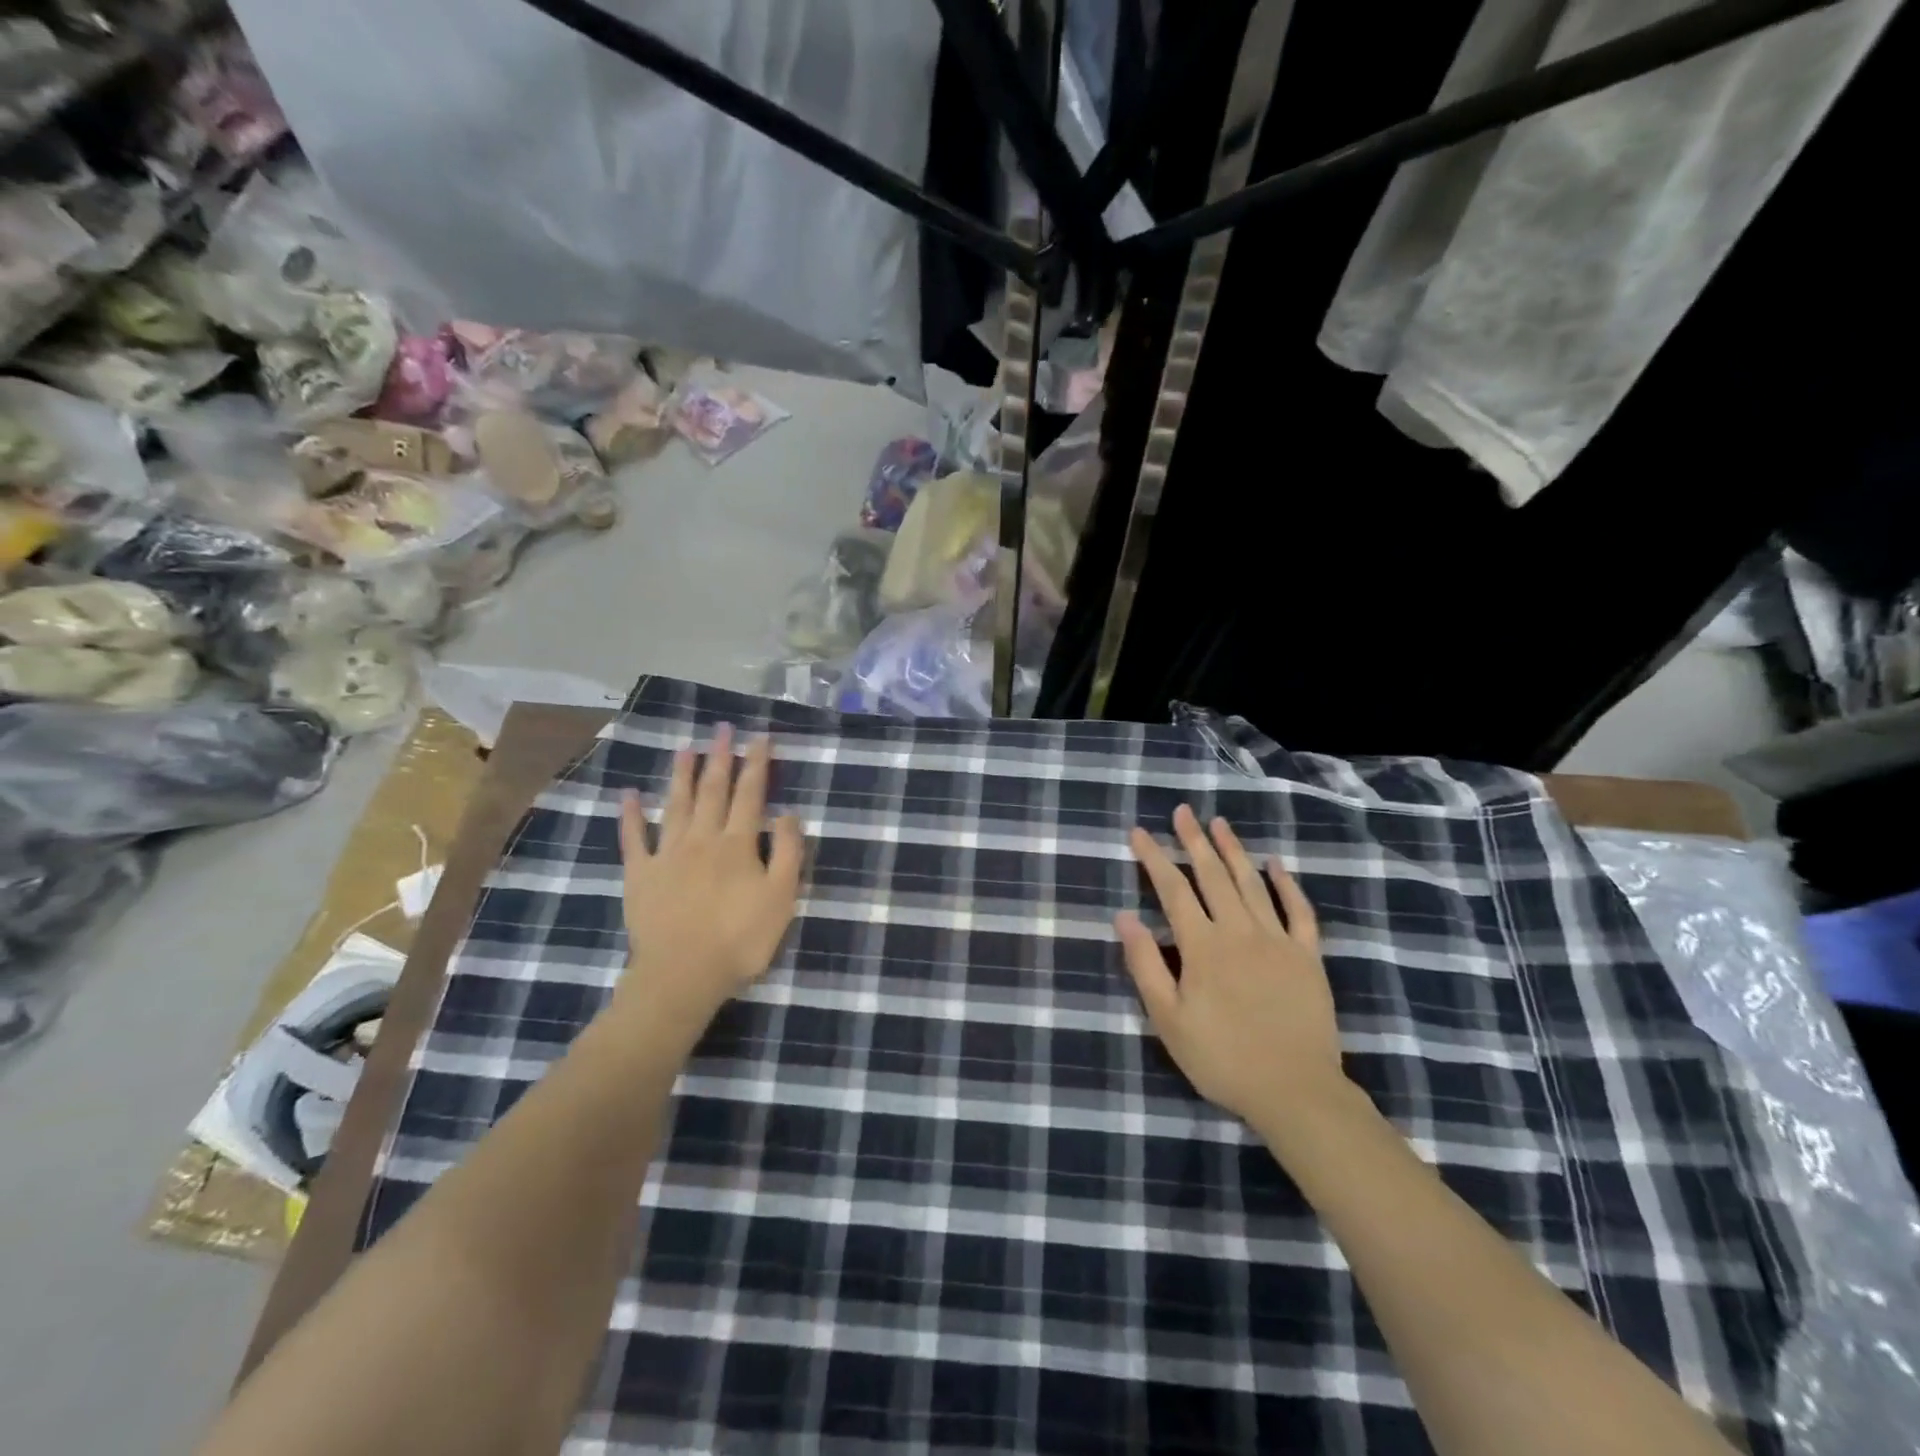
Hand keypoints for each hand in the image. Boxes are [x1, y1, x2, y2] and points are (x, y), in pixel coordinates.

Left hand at [616, 724, 804, 1040]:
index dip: (756, 764)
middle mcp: (702, 839)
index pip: (751, 794)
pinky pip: (634, 839)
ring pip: (676, 805)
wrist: (682, 976)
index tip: (759, 737)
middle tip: (721, 729)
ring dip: (681, 774)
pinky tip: (630, 794)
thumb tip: (789, 813)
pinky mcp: (640, 875)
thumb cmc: (740, 940)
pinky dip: (632, 815)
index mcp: (738, 844)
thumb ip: (789, 854)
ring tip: (685, 748)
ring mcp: (667, 854)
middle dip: (719, 758)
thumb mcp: (781, 898)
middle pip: (712, 791)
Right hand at [1116, 804, 1348, 1129]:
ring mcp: (1278, 940)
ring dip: (1233, 850)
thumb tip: (1123, 916)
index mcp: (1202, 946)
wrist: (1296, 1092)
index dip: (1154, 858)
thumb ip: (1145, 964)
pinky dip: (1286, 884)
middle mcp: (1239, 931)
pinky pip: (1298, 911)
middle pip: (1213, 875)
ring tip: (1219, 824)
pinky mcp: (1308, 956)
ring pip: (1252, 883)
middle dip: (1194, 841)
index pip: (1173, 889)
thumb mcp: (1168, 1019)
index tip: (1140, 832)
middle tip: (1183, 812)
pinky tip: (1275, 864)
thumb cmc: (1222, 1058)